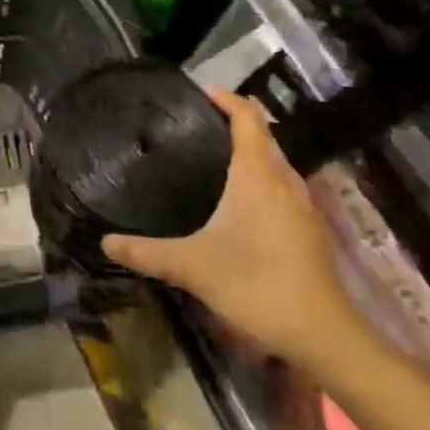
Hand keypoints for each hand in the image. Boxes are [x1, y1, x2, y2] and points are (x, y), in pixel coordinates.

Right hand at [102, 94, 366, 366]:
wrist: (324, 335)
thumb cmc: (257, 285)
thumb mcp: (193, 267)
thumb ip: (147, 252)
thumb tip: (105, 242)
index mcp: (257, 174)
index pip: (247, 117)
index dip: (227, 99)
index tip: (201, 93)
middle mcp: (283, 180)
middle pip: (264, 135)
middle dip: (237, 122)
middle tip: (198, 124)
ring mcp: (302, 205)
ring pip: (276, 161)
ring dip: (253, 150)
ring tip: (216, 155)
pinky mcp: (310, 229)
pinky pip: (283, 185)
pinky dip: (263, 176)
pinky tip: (243, 201)